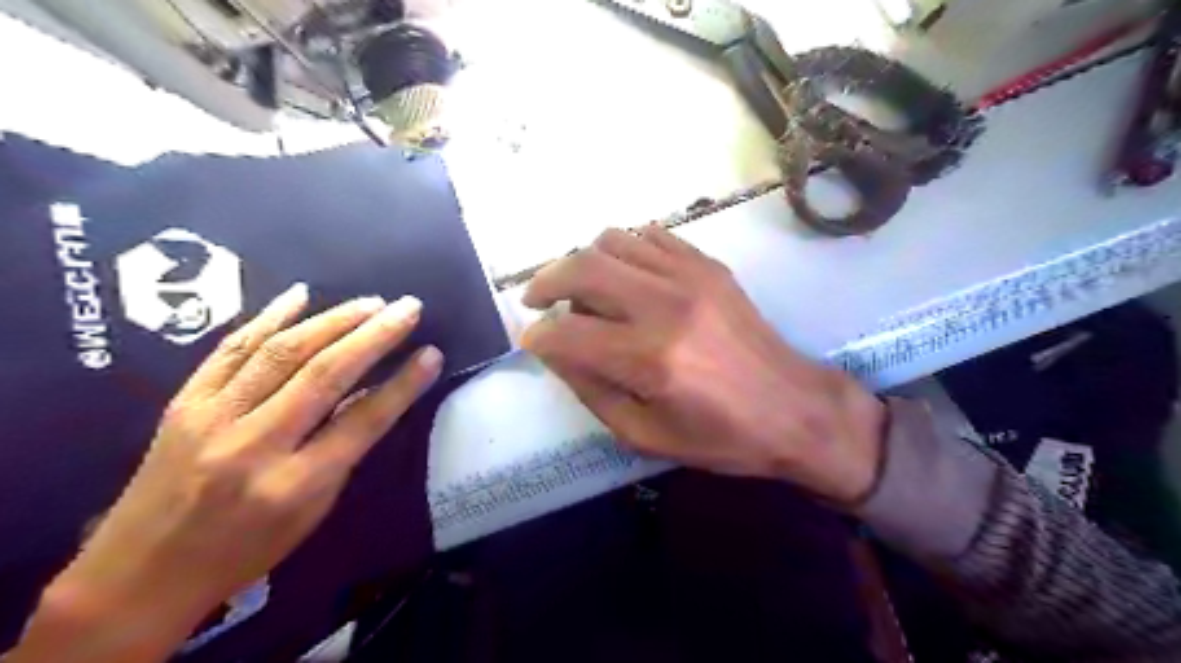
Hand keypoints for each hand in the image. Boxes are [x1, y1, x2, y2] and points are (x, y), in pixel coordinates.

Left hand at [11, 285, 443, 662]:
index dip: (403, 384)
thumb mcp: (312, 513)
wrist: (141, 573)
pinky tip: (300, 295)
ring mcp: (213, 418)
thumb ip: (344, 452)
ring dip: (333, 320)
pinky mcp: (184, 402)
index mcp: (294, 484)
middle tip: (408, 308)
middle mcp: (253, 444)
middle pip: (324, 375)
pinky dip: (268, 317)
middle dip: (374, 336)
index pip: (363, 421)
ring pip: (281, 353)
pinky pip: (231, 349)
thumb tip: (375, 397)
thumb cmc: (245, 549)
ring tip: (371, 302)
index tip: (431, 354)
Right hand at [520, 224, 880, 502]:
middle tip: (537, 301)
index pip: (567, 333)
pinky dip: (624, 250)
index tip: (532, 342)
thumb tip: (556, 352)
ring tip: (584, 291)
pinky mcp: (709, 266)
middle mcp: (666, 306)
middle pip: (582, 268)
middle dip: (545, 282)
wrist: (795, 410)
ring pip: (612, 241)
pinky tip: (625, 276)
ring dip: (584, 262)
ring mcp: (690, 277)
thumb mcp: (645, 435)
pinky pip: (651, 236)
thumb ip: (591, 390)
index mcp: (650, 360)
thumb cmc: (721, 438)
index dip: (539, 337)